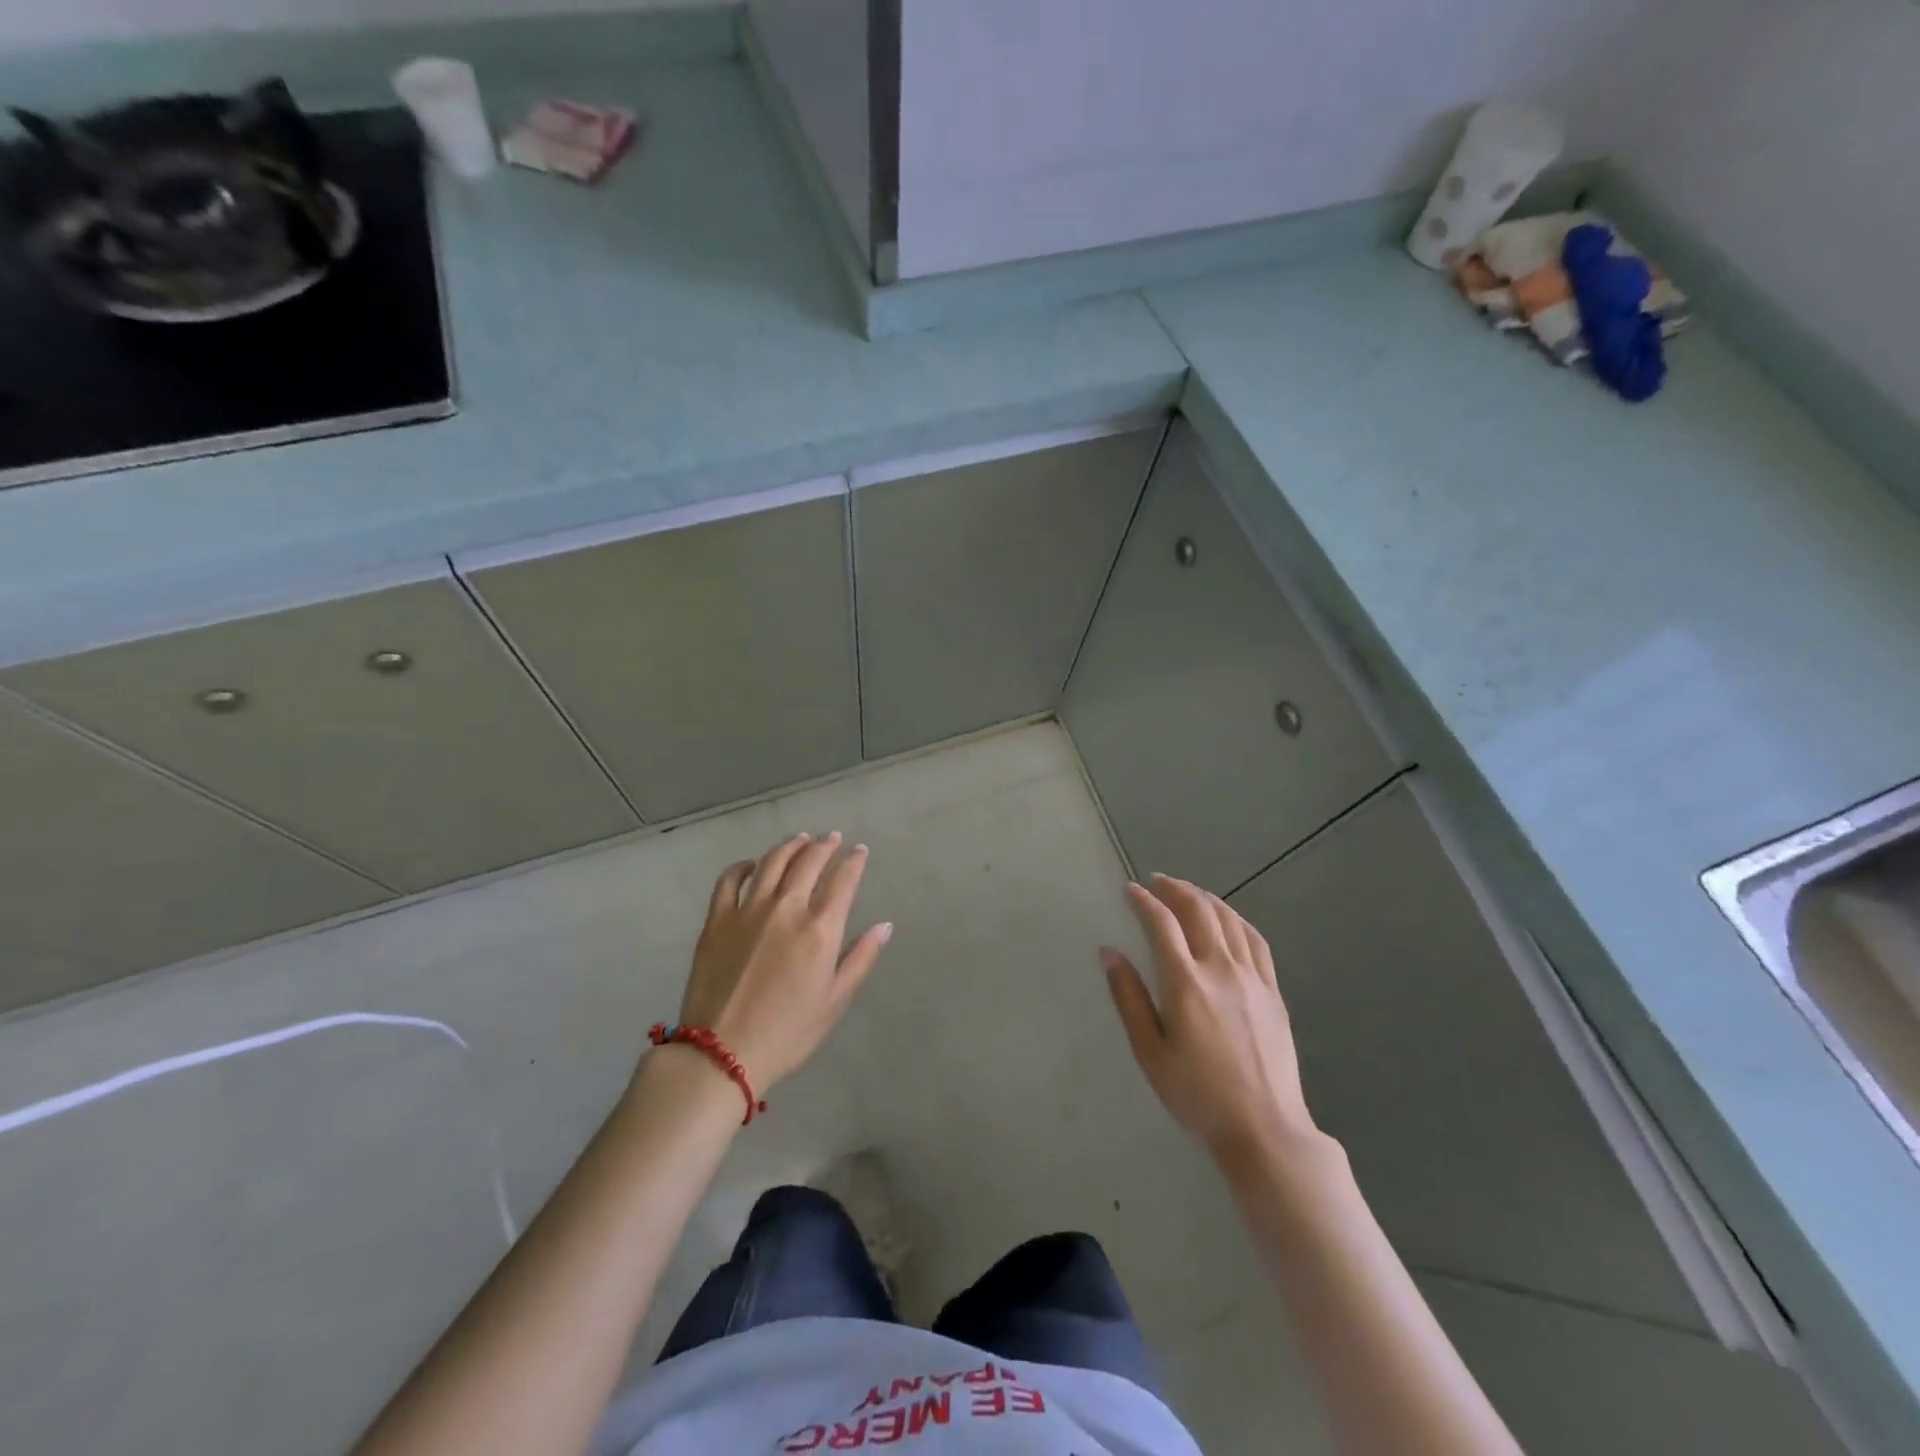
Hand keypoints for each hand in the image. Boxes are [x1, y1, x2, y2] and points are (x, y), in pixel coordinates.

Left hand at [672, 832, 890, 1092]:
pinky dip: (743, 866)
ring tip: (801, 840)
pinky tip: (752, 864)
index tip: (860, 850)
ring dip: (790, 846)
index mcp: (820, 929)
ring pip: (772, 862)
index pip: (843, 880)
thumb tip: (885, 925)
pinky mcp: (717, 920)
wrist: (721, 1053)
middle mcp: (786, 909)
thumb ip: (861, 958)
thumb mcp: (834, 1001)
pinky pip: (730, 880)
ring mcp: (748, 910)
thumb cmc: (788, 1033)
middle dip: (825, 845)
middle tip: (833, 838)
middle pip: (809, 862)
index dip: (854, 861)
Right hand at [1103, 873, 1316, 1162]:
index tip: (1129, 890)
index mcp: (1186, 983)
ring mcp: (1252, 978)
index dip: (1143, 901)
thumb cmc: (1197, 1095)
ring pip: (1228, 919)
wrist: (1264, 1129)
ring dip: (1204, 897)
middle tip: (1156, 882)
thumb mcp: (1149, 1052)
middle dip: (1174, 889)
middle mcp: (1220, 969)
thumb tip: (1109, 952)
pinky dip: (1236, 919)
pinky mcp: (1273, 990)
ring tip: (1186, 892)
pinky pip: (1255, 940)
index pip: (1161, 924)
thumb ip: (1128, 998)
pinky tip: (1227, 918)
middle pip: (1198, 910)